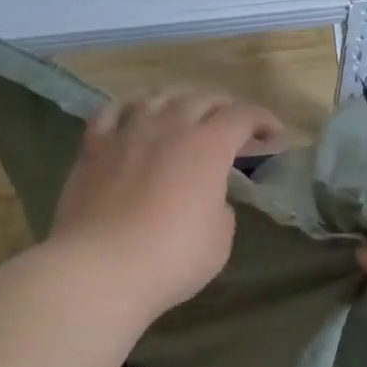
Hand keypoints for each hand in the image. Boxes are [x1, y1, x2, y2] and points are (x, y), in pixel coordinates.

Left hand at [50, 90, 284, 318]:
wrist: (100, 268)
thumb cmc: (171, 258)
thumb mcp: (219, 239)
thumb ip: (220, 208)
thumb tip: (206, 198)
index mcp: (207, 146)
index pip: (242, 116)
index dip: (262, 119)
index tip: (273, 134)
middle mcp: (168, 127)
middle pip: (201, 99)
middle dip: (224, 108)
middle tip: (233, 127)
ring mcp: (127, 133)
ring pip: (156, 98)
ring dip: (179, 101)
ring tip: (185, 114)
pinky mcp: (92, 148)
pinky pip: (111, 113)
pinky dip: (130, 109)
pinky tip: (133, 117)